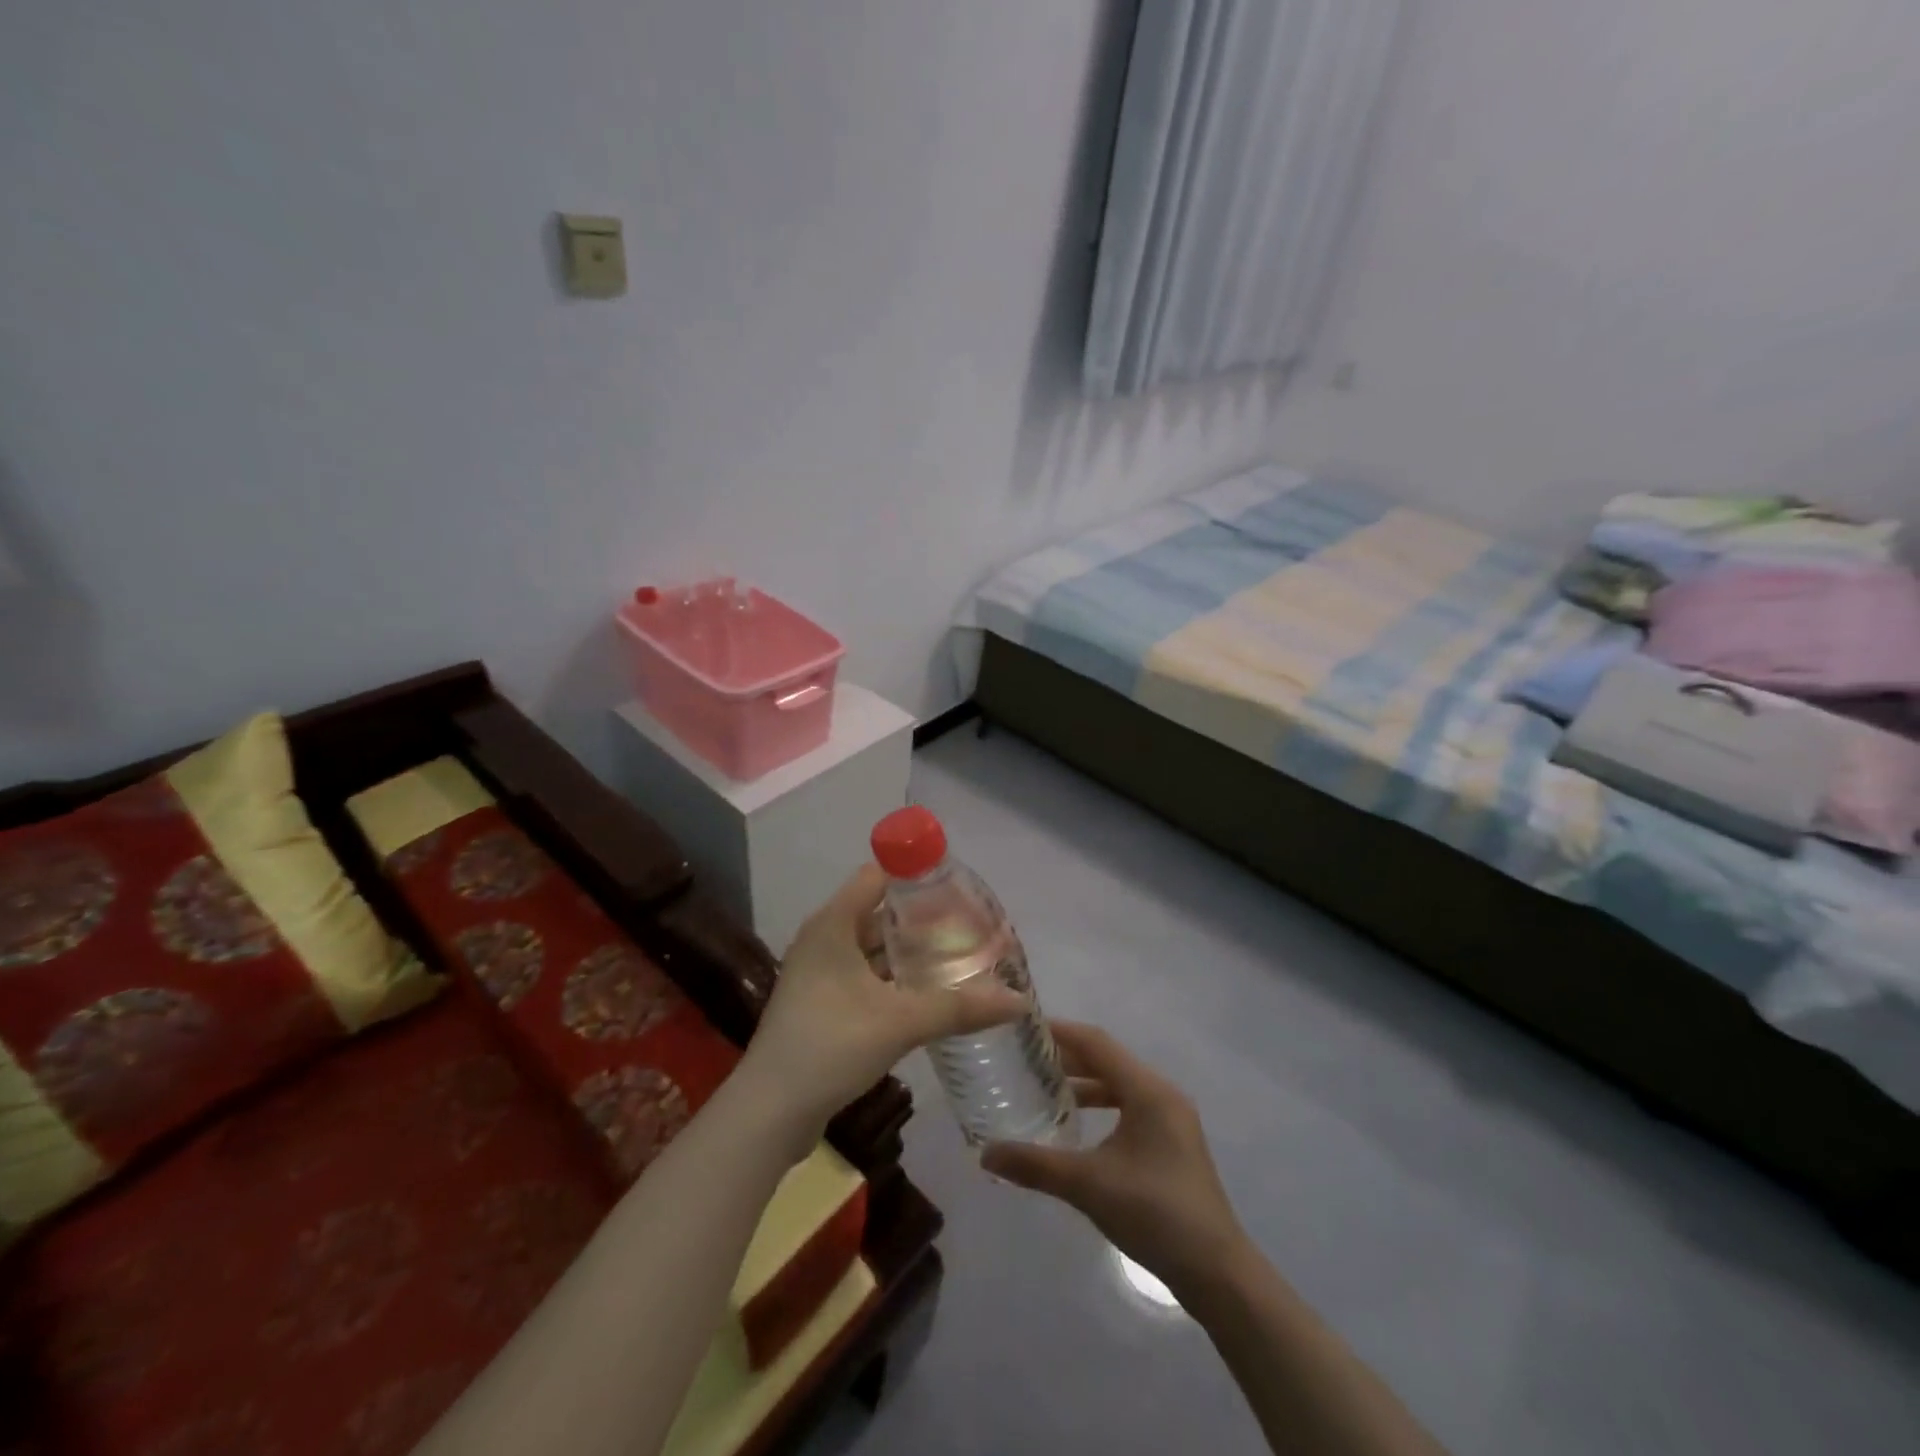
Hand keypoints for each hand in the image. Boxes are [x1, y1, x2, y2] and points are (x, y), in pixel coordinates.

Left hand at [741, 864, 1026, 1140]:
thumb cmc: (830, 1046)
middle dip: (923, 920)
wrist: (770, 1112)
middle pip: (879, 915)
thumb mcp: (900, 1022)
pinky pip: (866, 979)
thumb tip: (1018, 1001)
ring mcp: (820, 974)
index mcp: (833, 924)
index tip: (957, 886)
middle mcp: (824, 940)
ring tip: (958, 959)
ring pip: (874, 951)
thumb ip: (960, 1007)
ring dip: (910, 954)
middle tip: (969, 928)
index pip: (877, 877)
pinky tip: (928, 995)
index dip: (915, 875)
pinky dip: (895, 980)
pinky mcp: (822, 1005)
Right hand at [983, 1022, 1247, 1297]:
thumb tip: (985, 1154)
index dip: (1060, 1032)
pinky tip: (1076, 1125)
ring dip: (1083, 1083)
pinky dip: (1100, 1106)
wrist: (1217, 1273)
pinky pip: (1128, 1106)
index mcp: (1148, 1090)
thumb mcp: (1089, 1186)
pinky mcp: (1172, 1142)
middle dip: (1067, 1058)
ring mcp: (1171, 1119)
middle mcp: (1162, 1094)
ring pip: (1118, 1084)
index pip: (1097, 1043)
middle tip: (1024, 1060)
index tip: (1023, 1028)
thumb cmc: (1155, 1215)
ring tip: (1043, 1089)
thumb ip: (1036, 1165)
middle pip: (1108, 1060)